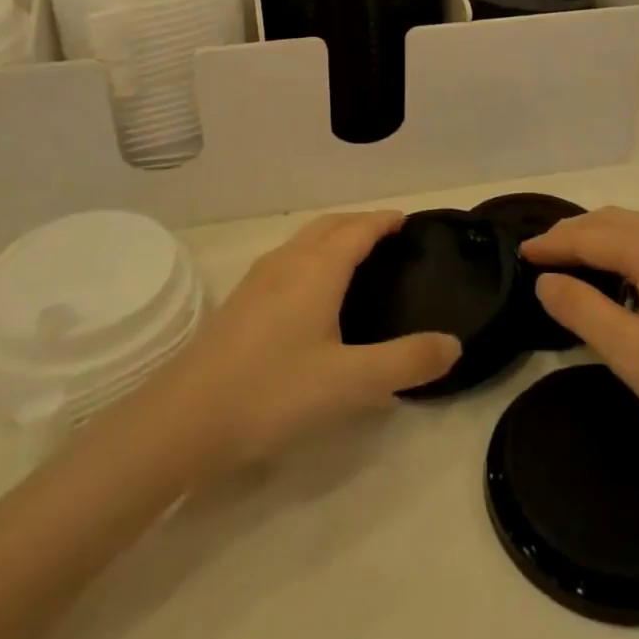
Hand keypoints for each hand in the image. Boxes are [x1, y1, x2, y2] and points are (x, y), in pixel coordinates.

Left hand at [153, 211, 460, 470]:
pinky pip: (286, 260)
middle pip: (329, 226)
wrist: (184, 419)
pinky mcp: (239, 303)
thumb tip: (454, 344)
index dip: (384, 220)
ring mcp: (257, 280)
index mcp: (317, 270)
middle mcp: (287, 262)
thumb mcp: (350, 383)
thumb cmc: (273, 392)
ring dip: (332, 237)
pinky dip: (310, 256)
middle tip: (387, 235)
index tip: (407, 220)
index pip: (358, 229)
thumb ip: (406, 363)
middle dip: (359, 222)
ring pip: (303, 241)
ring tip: (353, 256)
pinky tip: (308, 291)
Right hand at [523, 207, 638, 486]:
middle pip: (618, 221)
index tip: (519, 254)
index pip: (593, 234)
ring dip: (601, 239)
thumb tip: (547, 280)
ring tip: (569, 263)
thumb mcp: (637, 357)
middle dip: (574, 233)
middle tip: (538, 256)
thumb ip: (585, 312)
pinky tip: (620, 280)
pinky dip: (627, 251)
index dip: (553, 243)